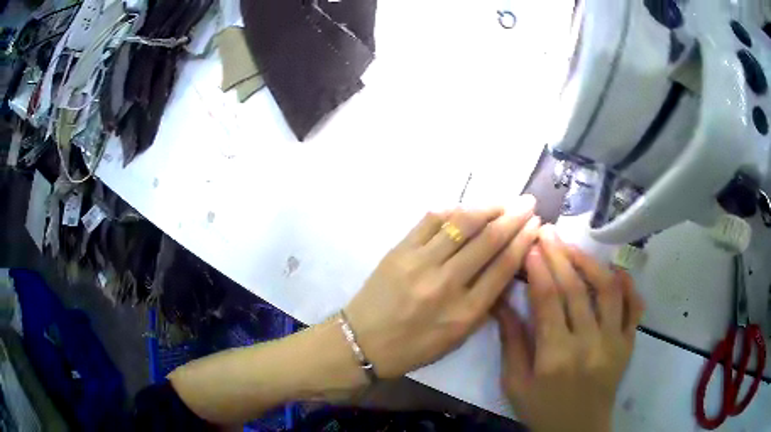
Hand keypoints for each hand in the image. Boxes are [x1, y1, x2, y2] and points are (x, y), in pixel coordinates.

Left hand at [344, 196, 541, 378]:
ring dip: (488, 207)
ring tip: (504, 200)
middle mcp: (446, 283)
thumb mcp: (458, 337)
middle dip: (514, 217)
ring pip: (462, 224)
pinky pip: (431, 221)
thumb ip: (484, 303)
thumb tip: (504, 266)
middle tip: (528, 202)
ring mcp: (420, 263)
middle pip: (488, 240)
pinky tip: (467, 208)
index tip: (535, 224)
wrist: (364, 341)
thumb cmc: (414, 347)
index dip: (523, 241)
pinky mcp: (399, 250)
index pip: (503, 267)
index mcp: (465, 312)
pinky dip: (453, 210)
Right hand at [496, 225, 644, 431]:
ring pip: (608, 290)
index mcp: (555, 357)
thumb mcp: (515, 384)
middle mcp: (589, 344)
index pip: (549, 300)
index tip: (529, 246)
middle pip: (576, 289)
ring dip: (590, 263)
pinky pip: (635, 308)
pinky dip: (629, 285)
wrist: (578, 431)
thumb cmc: (542, 410)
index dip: (538, 269)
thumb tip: (501, 303)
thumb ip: (511, 342)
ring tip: (573, 248)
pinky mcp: (629, 344)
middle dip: (559, 255)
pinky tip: (617, 270)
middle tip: (547, 232)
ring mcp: (614, 342)